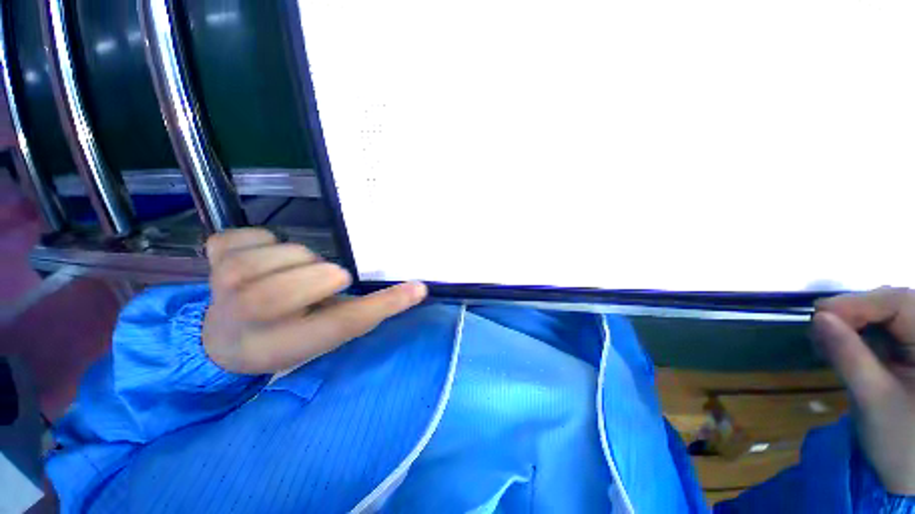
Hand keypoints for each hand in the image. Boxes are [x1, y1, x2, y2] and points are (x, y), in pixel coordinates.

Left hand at [201, 228, 426, 374]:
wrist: (224, 338)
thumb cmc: (286, 336)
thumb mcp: (325, 334)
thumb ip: (364, 312)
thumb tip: (413, 289)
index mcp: (281, 344)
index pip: (342, 323)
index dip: (382, 305)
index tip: (416, 288)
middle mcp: (245, 316)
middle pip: (307, 282)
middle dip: (324, 277)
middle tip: (321, 283)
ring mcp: (222, 281)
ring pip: (288, 253)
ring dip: (300, 261)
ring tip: (291, 274)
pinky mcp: (214, 254)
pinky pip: (253, 235)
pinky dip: (265, 242)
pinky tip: (263, 260)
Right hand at [813, 287, 914, 493]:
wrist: (910, 472)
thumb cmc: (899, 441)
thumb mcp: (873, 399)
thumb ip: (848, 356)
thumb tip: (818, 318)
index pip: (900, 303)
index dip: (860, 302)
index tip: (819, 314)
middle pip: (892, 303)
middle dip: (853, 310)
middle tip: (817, 326)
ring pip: (884, 313)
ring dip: (851, 321)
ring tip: (823, 338)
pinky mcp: (908, 351)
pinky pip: (881, 328)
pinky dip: (855, 332)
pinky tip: (837, 343)